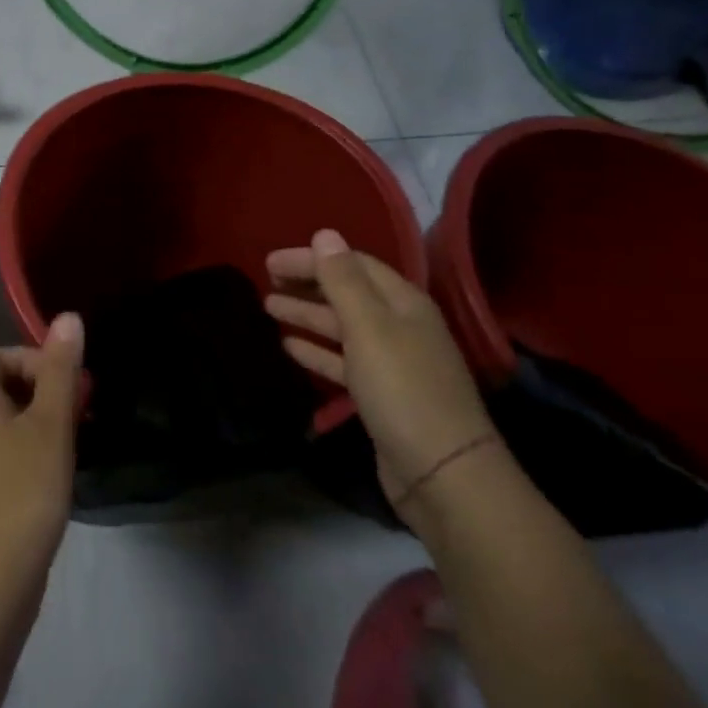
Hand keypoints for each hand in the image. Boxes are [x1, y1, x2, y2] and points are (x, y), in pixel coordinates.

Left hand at [0, 315, 83, 594]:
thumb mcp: (51, 423)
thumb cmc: (23, 490)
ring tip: (72, 440)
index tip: (65, 383)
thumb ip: (60, 370)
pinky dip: (27, 450)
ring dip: (38, 421)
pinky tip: (53, 474)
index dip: (31, 359)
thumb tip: (67, 317)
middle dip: (42, 389)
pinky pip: (1, 453)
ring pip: (2, 421)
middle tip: (78, 409)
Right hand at [266, 229, 493, 508]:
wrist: (442, 473)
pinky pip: (342, 361)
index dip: (312, 259)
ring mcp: (391, 362)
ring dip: (306, 315)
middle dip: (307, 284)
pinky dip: (316, 350)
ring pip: (341, 327)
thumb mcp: (369, 328)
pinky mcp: (380, 395)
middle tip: (265, 280)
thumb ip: (343, 281)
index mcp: (403, 303)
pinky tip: (289, 347)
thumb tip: (324, 234)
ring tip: (268, 307)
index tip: (270, 262)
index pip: (353, 265)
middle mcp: (399, 326)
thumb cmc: (403, 390)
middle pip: (347, 294)